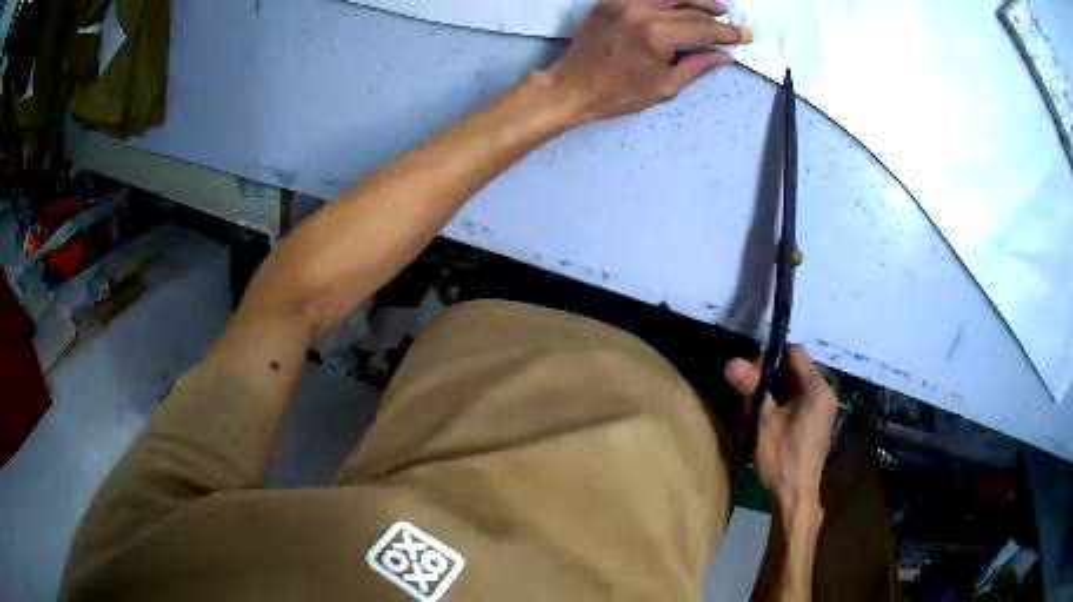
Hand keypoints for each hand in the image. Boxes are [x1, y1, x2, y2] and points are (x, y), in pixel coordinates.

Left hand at [546, 0, 750, 122]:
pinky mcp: (610, 1)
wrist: (571, 87)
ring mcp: (623, 2)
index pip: (702, 28)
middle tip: (731, 24)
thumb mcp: (665, 86)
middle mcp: (641, 10)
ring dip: (695, 0)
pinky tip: (681, 4)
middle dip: (714, 17)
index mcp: (657, 34)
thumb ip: (698, 66)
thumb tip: (725, 57)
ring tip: (715, 7)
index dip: (727, 33)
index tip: (745, 36)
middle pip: (689, 8)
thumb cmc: (619, 94)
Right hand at [725, 346, 836, 515]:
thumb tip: (731, 362)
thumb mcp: (763, 421)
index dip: (770, 357)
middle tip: (746, 402)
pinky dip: (778, 408)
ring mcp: (821, 408)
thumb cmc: (783, 457)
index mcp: (817, 387)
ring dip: (769, 397)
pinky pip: (796, 402)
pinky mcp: (816, 422)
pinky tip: (763, 426)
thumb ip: (751, 388)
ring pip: (791, 388)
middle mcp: (824, 392)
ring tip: (750, 419)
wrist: (796, 495)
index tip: (750, 375)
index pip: (794, 352)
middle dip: (766, 382)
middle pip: (792, 370)